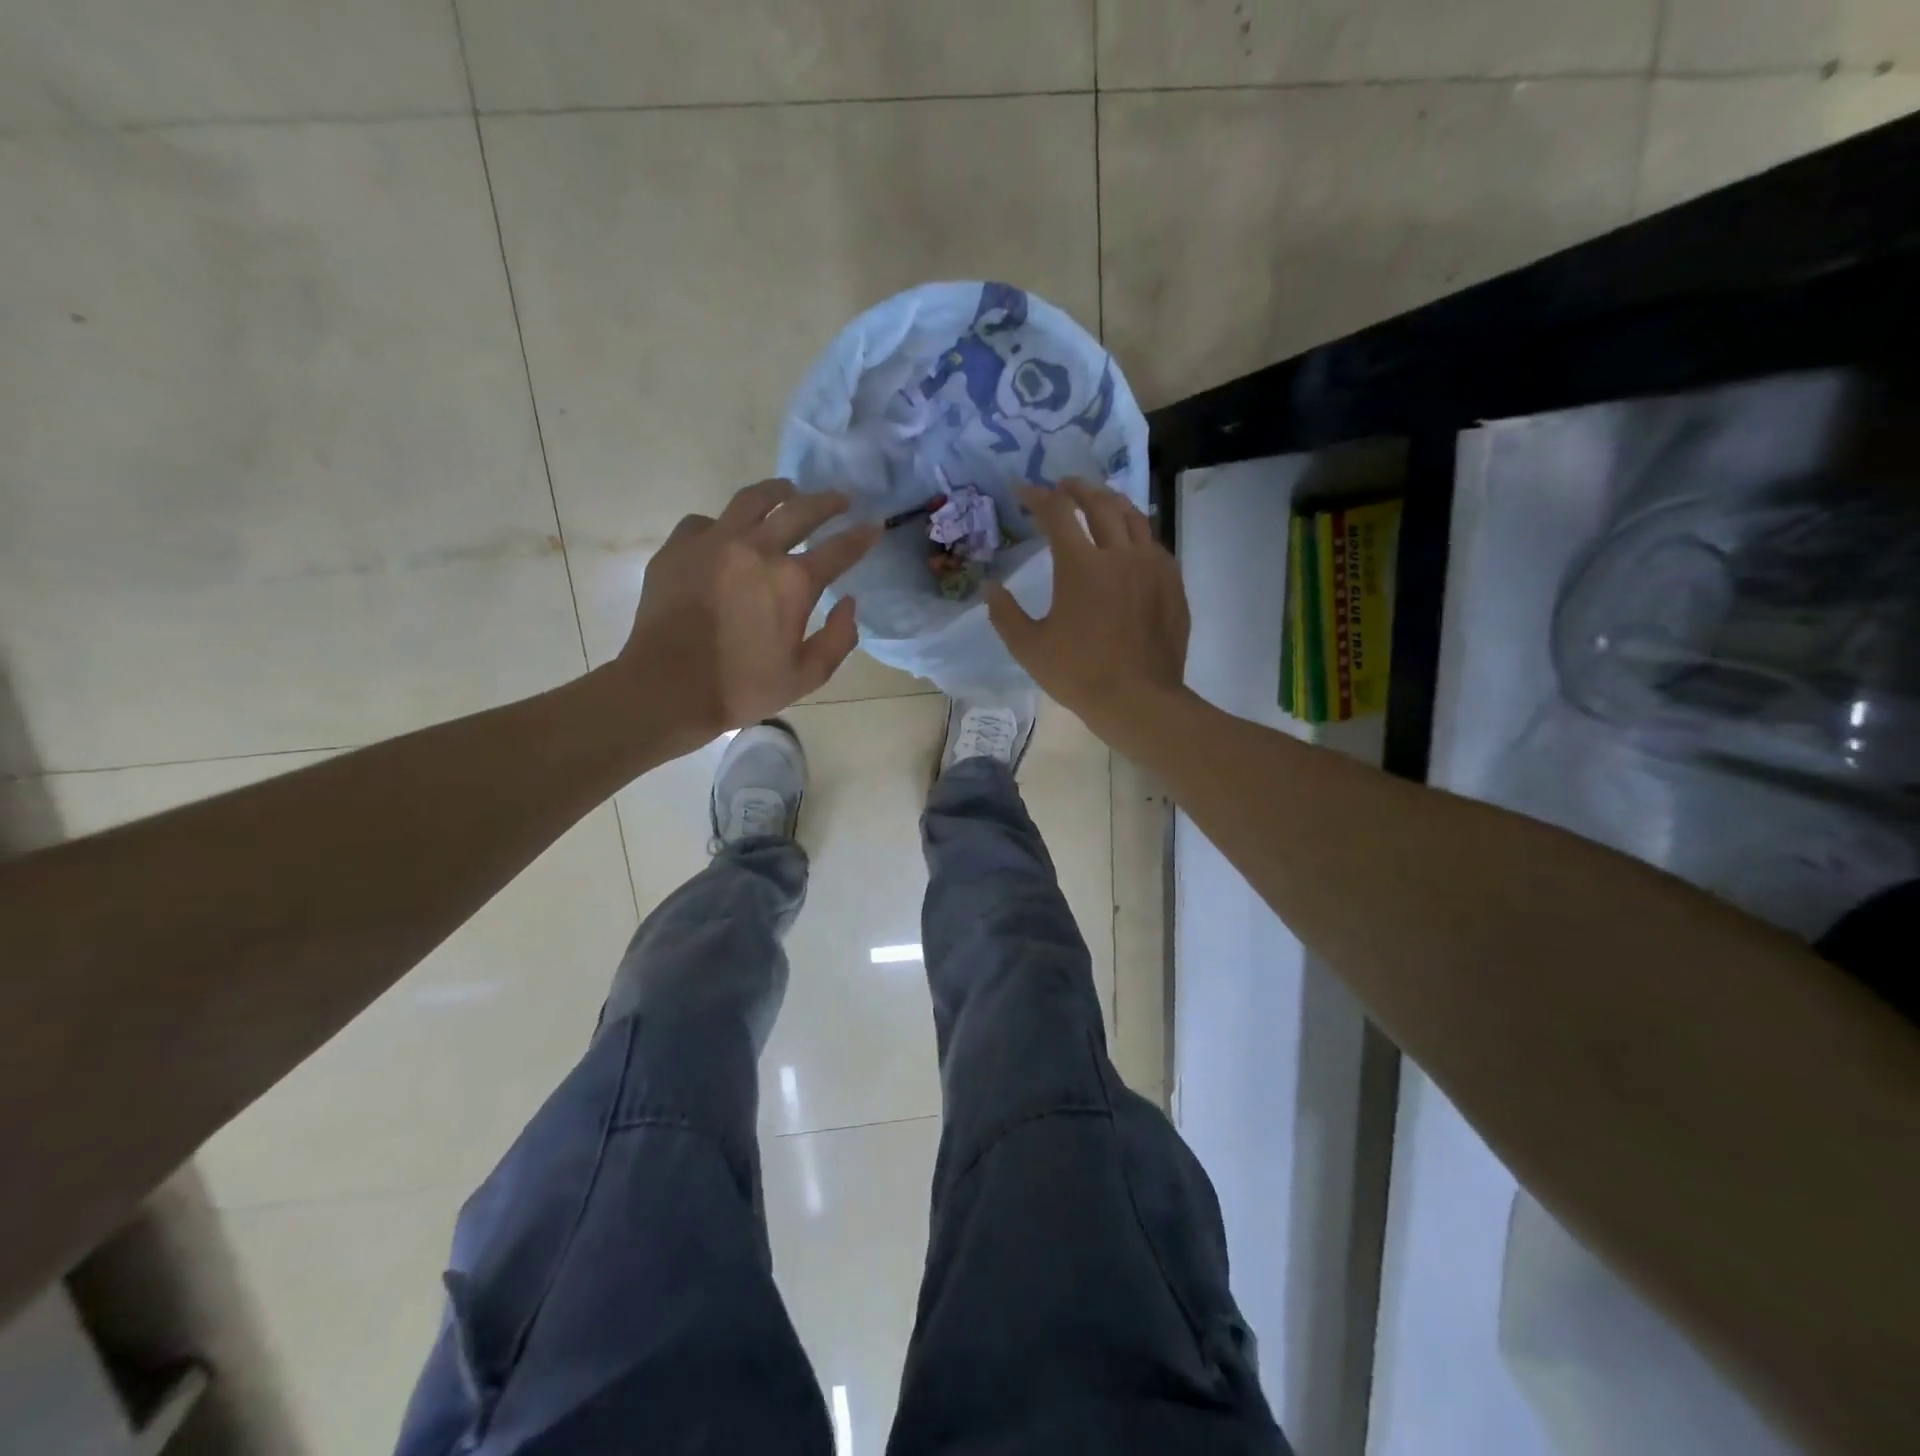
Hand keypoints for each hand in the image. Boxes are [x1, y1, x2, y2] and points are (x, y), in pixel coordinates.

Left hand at [619, 480, 879, 753]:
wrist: (667, 688)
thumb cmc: (742, 687)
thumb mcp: (806, 676)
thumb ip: (838, 639)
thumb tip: (849, 603)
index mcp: (794, 581)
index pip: (840, 549)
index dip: (862, 536)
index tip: (875, 525)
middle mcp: (758, 549)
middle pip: (801, 510)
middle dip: (828, 502)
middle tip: (841, 499)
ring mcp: (714, 541)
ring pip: (753, 500)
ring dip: (778, 492)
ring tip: (787, 490)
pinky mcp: (679, 546)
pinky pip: (706, 521)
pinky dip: (724, 524)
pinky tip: (726, 533)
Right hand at [986, 478, 1189, 736]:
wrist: (1139, 700)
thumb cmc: (1079, 674)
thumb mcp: (1029, 648)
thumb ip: (1005, 613)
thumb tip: (990, 587)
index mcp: (1081, 565)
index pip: (1057, 513)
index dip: (1038, 497)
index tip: (1023, 491)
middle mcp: (1119, 554)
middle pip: (1100, 503)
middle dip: (1078, 489)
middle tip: (1063, 486)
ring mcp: (1152, 566)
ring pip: (1134, 517)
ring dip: (1112, 501)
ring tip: (1100, 500)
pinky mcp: (1173, 583)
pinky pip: (1154, 544)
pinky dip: (1137, 532)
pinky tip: (1131, 544)